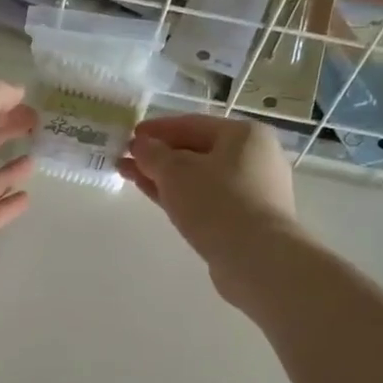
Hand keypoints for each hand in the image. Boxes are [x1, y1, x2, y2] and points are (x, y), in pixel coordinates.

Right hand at [120, 114, 300, 307]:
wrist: (256, 258)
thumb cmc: (217, 203)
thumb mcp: (175, 172)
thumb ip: (153, 154)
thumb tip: (141, 145)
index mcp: (244, 135)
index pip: (192, 124)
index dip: (157, 129)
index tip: (129, 135)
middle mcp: (254, 157)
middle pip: (196, 151)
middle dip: (158, 155)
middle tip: (126, 159)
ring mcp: (252, 190)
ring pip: (199, 177)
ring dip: (165, 177)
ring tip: (132, 177)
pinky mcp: (245, 219)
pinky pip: (206, 199)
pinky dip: (180, 196)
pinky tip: (157, 198)